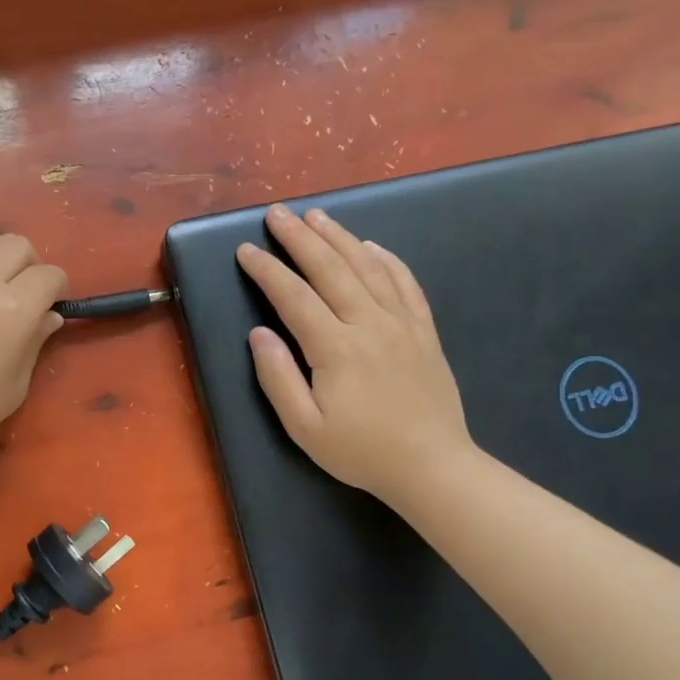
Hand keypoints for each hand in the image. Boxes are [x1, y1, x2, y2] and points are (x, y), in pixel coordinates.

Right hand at [238, 205, 472, 509]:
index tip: (247, 250)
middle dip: (300, 238)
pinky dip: (388, 259)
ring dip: (340, 237)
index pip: (294, 297)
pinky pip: (405, 284)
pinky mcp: (424, 331)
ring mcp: (401, 324)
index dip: (268, 271)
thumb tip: (258, 333)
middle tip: (278, 213)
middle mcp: (369, 324)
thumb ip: (278, 377)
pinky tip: (372, 245)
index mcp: (336, 348)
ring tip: (317, 216)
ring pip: (368, 267)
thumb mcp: (304, 427)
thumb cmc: (360, 452)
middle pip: (330, 269)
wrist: (432, 466)